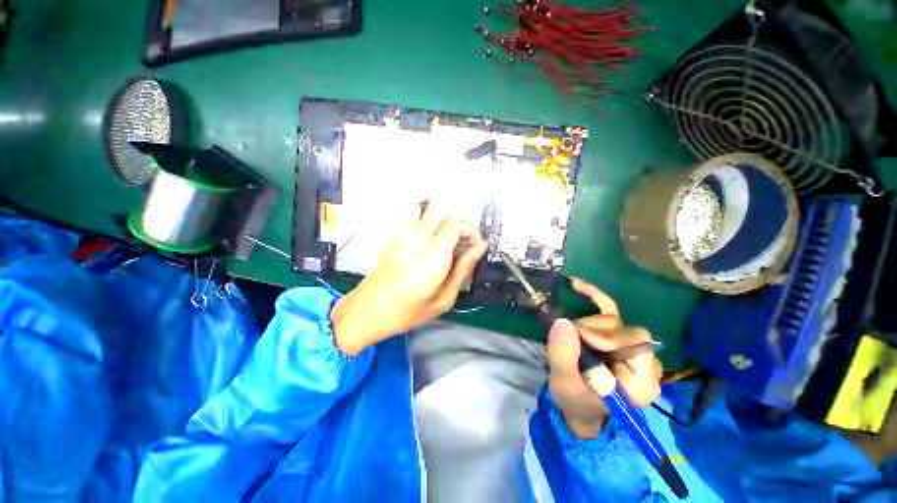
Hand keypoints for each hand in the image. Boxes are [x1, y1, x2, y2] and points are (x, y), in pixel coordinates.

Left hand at [331, 203, 488, 354]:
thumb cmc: (408, 312)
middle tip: (460, 239)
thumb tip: (479, 249)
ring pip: (421, 207)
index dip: (471, 231)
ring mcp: (401, 236)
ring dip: (436, 215)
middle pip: (441, 209)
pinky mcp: (391, 238)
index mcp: (433, 257)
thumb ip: (463, 270)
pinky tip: (423, 233)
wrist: (368, 312)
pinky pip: (405, 215)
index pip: (456, 224)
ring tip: (441, 233)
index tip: (474, 245)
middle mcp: (417, 240)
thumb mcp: (444, 299)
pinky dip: (418, 215)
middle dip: (456, 221)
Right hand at [547, 278, 662, 438]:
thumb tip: (562, 322)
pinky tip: (576, 285)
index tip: (579, 337)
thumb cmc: (575, 400)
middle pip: (625, 329)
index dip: (607, 335)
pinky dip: (593, 296)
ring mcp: (630, 346)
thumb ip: (564, 357)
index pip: (637, 344)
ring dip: (586, 323)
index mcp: (641, 382)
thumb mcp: (565, 384)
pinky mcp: (616, 335)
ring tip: (569, 335)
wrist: (578, 405)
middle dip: (592, 329)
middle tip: (570, 337)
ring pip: (614, 319)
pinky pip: (609, 308)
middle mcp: (644, 362)